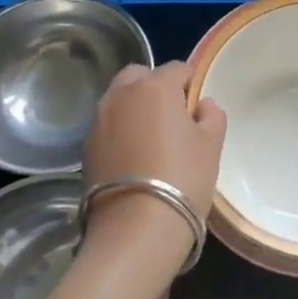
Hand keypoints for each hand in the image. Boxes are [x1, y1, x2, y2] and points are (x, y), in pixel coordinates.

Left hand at [82, 62, 225, 265]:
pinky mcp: (85, 148)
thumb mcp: (212, 145)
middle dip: (155, 88)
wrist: (135, 229)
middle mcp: (121, 95)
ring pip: (119, 101)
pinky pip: (108, 127)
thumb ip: (212, 115)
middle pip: (140, 77)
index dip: (191, 86)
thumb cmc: (183, 177)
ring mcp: (98, 121)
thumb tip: (203, 105)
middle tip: (172, 119)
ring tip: (151, 141)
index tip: (197, 110)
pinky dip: (120, 133)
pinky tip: (134, 160)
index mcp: (155, 86)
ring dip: (134, 110)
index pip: (178, 69)